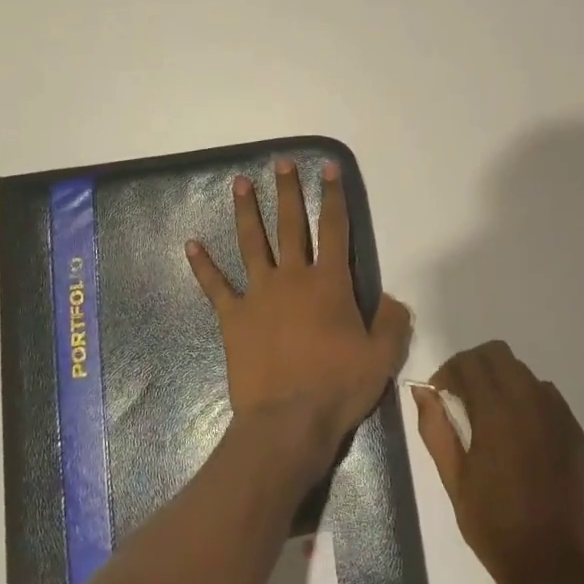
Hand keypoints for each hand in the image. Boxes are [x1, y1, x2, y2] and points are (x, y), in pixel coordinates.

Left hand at [187, 158, 412, 478]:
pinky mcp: (233, 317)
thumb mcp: (382, 356)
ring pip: (252, 243)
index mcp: (330, 283)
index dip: (334, 196)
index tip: (328, 168)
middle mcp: (294, 278)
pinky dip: (202, 265)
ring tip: (239, 183)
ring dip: (246, 212)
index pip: (335, 229)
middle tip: (281, 163)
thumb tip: (392, 299)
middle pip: (290, 225)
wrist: (288, 420)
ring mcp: (259, 294)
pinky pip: (216, 285)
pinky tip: (191, 244)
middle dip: (288, 192)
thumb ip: (392, 321)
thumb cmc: (338, 387)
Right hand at [414, 342, 583, 583]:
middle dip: (474, 366)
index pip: (470, 362)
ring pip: (524, 373)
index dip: (448, 371)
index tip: (439, 393)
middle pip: (499, 354)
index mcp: (496, 413)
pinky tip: (518, 431)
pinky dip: (527, 399)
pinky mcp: (574, 431)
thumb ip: (435, 427)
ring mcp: (557, 415)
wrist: (547, 561)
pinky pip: (547, 395)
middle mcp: (530, 403)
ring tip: (489, 414)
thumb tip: (422, 391)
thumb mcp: (452, 477)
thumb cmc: (491, 522)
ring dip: (501, 381)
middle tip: (461, 395)